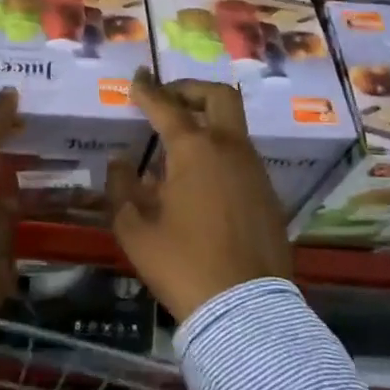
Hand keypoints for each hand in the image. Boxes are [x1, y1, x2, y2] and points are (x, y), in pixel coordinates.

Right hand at [108, 72, 291, 322]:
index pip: (166, 106)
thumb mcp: (134, 229)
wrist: (245, 311)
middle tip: (167, 100)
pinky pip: (241, 155)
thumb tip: (122, 162)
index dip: (147, 90)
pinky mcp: (268, 194)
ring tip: (177, 145)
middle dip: (190, 89)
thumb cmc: (182, 264)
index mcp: (195, 150)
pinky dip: (219, 150)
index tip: (136, 79)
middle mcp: (229, 149)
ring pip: (233, 126)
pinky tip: (198, 179)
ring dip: (206, 121)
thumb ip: (122, 187)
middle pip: (218, 96)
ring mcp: (254, 170)